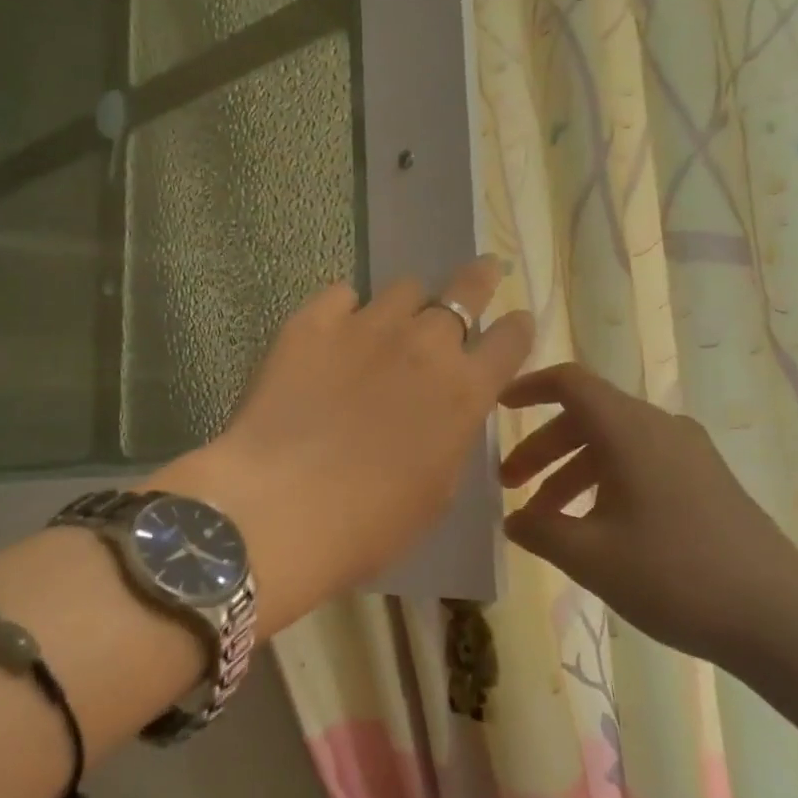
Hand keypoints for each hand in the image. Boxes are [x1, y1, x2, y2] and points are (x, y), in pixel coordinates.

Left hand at [162, 258, 533, 624]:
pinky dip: (346, 309)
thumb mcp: (436, 491)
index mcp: (464, 390)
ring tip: (390, 324)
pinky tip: (334, 331)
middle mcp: (424, 344)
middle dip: (478, 281)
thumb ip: (448, 436)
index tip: (515, 323)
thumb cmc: (368, 524)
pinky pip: (341, 294)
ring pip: (403, 288)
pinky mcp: (312, 322)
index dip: (517, 328)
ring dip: (407, 305)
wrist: (280, 509)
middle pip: (466, 289)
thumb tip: (440, 412)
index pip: (511, 339)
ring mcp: (366, 326)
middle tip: (481, 273)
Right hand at [497, 363, 797, 661]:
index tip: (499, 408)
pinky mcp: (707, 481)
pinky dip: (605, 483)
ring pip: (614, 444)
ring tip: (546, 519)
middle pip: (587, 417)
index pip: (571, 383)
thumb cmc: (675, 576)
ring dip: (571, 471)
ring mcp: (689, 454)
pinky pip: (641, 464)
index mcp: (630, 431)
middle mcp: (660, 429)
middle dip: (542, 447)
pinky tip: (595, 529)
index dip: (530, 388)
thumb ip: (540, 530)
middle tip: (510, 484)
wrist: (782, 619)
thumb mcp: (590, 556)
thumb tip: (513, 519)